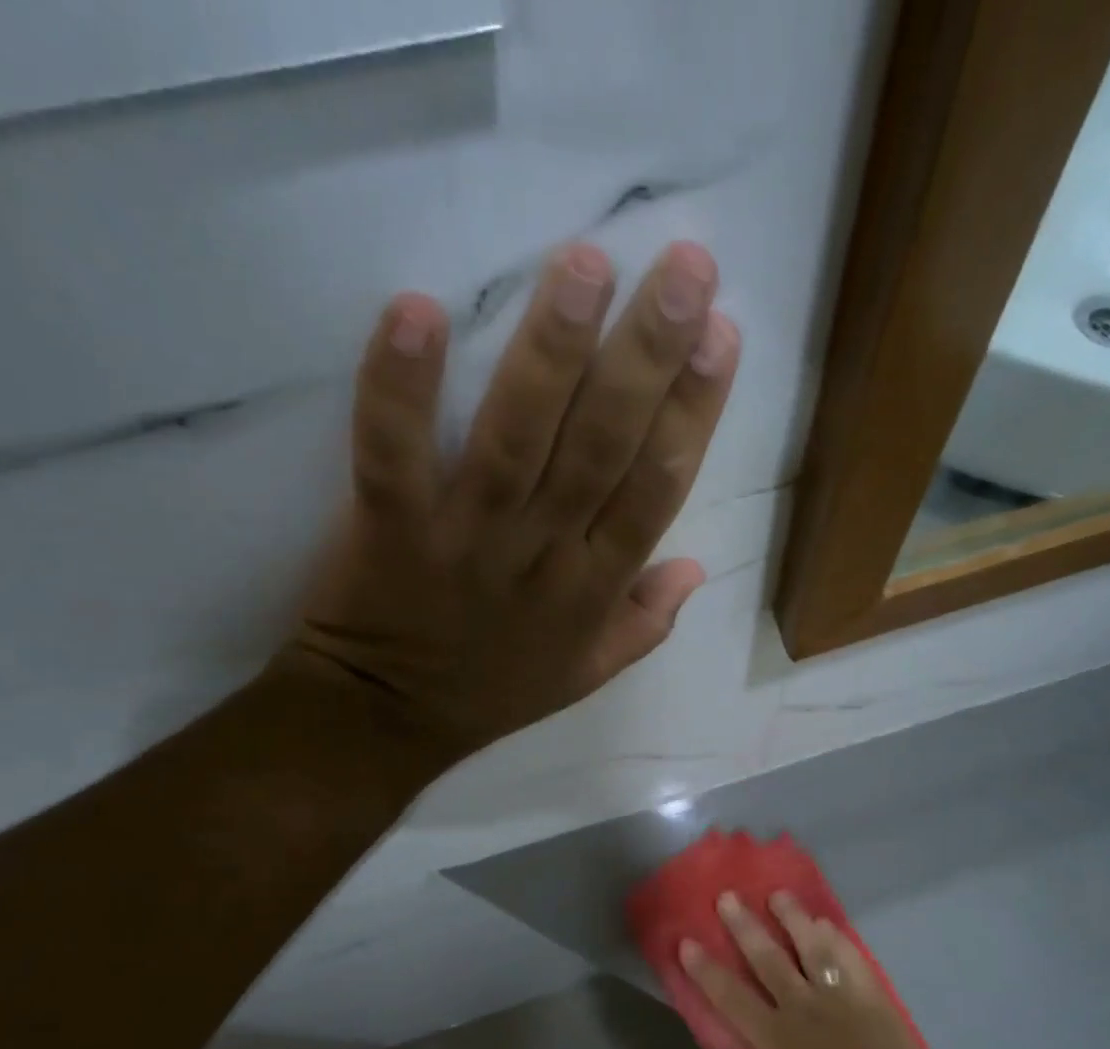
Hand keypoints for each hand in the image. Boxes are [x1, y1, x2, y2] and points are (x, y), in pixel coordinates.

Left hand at [278, 240, 740, 767]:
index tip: (721, 335)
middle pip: (604, 448)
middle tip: (685, 267)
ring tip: (585, 266)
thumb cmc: (494, 691)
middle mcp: (544, 554)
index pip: (658, 488)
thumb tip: (697, 567)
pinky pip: (394, 455)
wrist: (389, 721)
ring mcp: (468, 540)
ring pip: (519, 439)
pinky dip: (401, 389)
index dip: (694, 411)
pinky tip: (418, 311)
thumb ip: (646, 623)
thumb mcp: (587, 674)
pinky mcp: (392, 530)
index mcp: (595, 586)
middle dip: (647, 357)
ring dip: (552, 351)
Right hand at [680, 892, 937, 1048]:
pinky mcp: (870, 996)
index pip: (730, 996)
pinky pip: (849, 957)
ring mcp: (839, 997)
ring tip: (778, 895)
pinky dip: (834, 937)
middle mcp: (802, 1007)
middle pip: (767, 957)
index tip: (687, 942)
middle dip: (743, 926)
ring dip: (792, 917)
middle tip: (727, 897)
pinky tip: (824, 923)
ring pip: (810, 945)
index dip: (705, 969)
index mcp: (775, 1040)